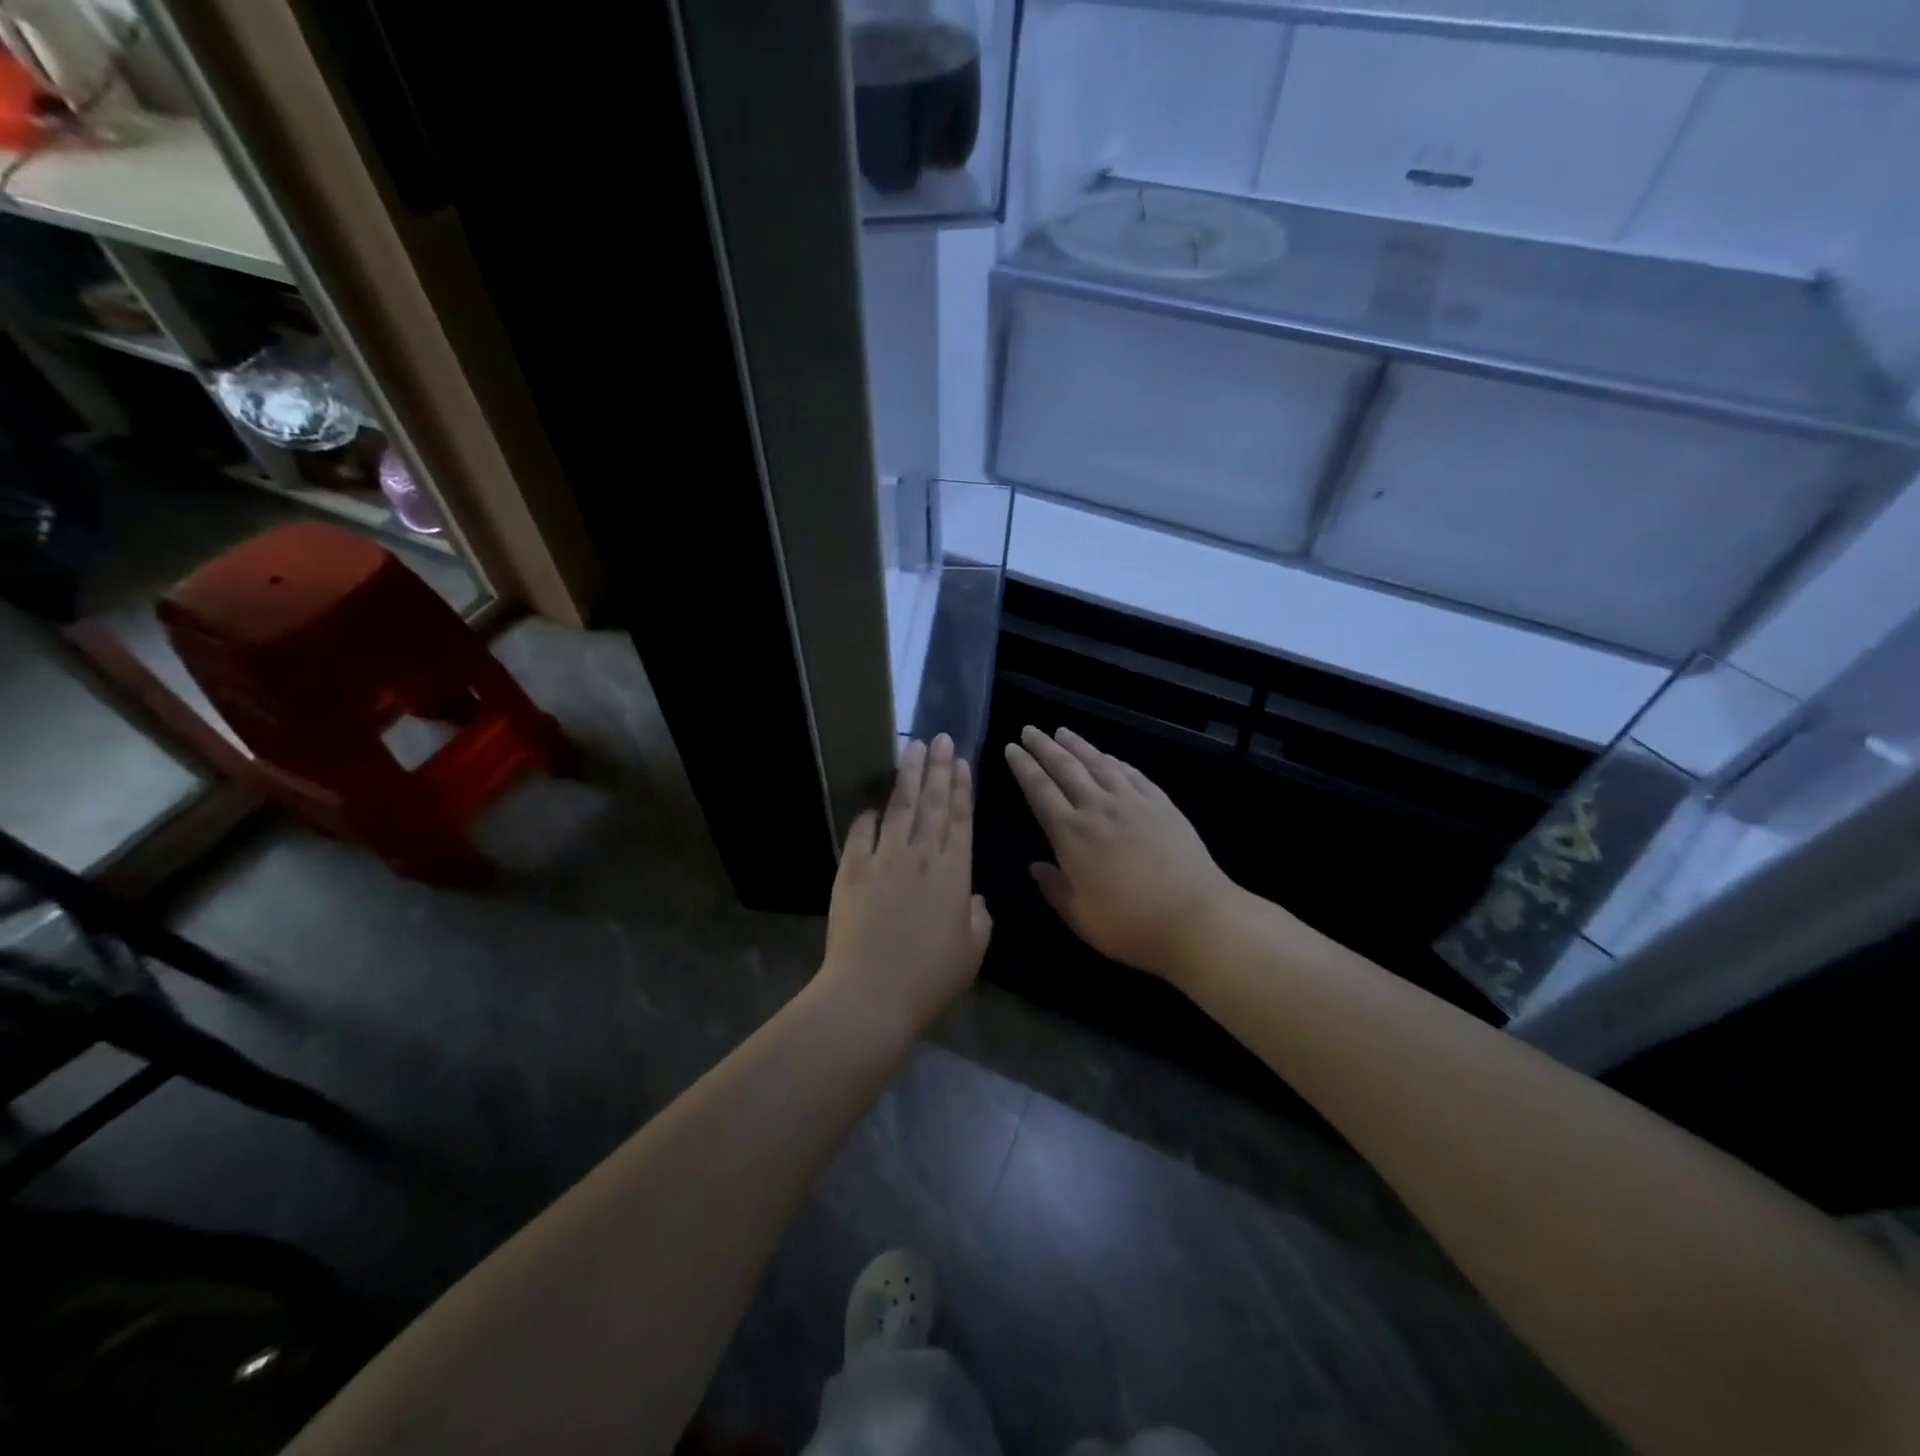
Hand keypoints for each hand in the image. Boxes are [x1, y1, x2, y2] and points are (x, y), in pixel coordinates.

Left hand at [821, 734, 992, 1035]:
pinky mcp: (852, 868)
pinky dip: (868, 816)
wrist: (871, 992)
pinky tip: (873, 805)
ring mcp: (884, 858)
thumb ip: (978, 919)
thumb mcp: (971, 951)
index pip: (961, 819)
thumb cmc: (929, 977)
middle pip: (932, 802)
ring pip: (900, 806)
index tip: (962, 761)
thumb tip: (973, 899)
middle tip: (941, 737)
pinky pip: (861, 832)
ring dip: (908, 775)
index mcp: (955, 872)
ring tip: (913, 747)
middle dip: (938, 767)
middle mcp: (921, 855)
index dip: (962, 788)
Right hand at [1004, 725, 1235, 981]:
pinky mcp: (1161, 803)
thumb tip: (1035, 866)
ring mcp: (1132, 802)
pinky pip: (1131, 773)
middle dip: (1043, 746)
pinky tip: (1108, 757)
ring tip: (1062, 731)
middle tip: (1029, 729)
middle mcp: (1098, 808)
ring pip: (1098, 763)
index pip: (1040, 790)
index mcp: (1071, 835)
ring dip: (1077, 745)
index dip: (1024, 767)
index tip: (1012, 748)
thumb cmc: (1131, 926)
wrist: (1196, 918)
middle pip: (1065, 767)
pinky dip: (1114, 760)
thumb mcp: (1081, 918)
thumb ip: (1055, 889)